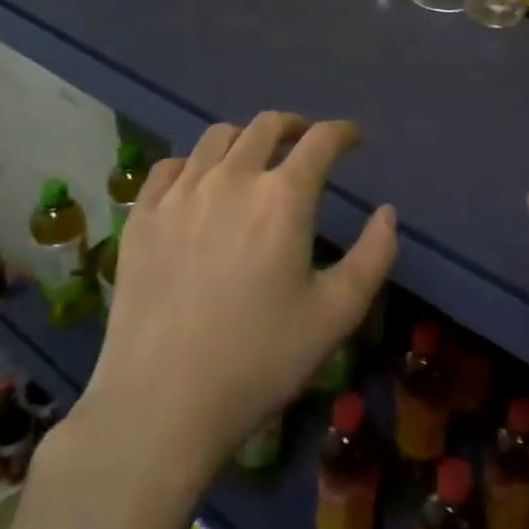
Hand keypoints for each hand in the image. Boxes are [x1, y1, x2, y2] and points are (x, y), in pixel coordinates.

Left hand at [73, 113, 396, 474]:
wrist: (161, 403)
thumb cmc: (259, 360)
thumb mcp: (336, 315)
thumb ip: (373, 256)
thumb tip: (387, 213)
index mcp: (283, 197)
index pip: (321, 140)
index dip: (343, 132)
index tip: (353, 139)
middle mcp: (231, 178)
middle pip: (266, 126)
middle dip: (295, 127)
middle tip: (305, 144)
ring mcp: (180, 193)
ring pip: (217, 137)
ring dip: (245, 139)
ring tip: (253, 161)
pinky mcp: (141, 215)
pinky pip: (170, 166)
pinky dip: (193, 164)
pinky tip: (198, 185)